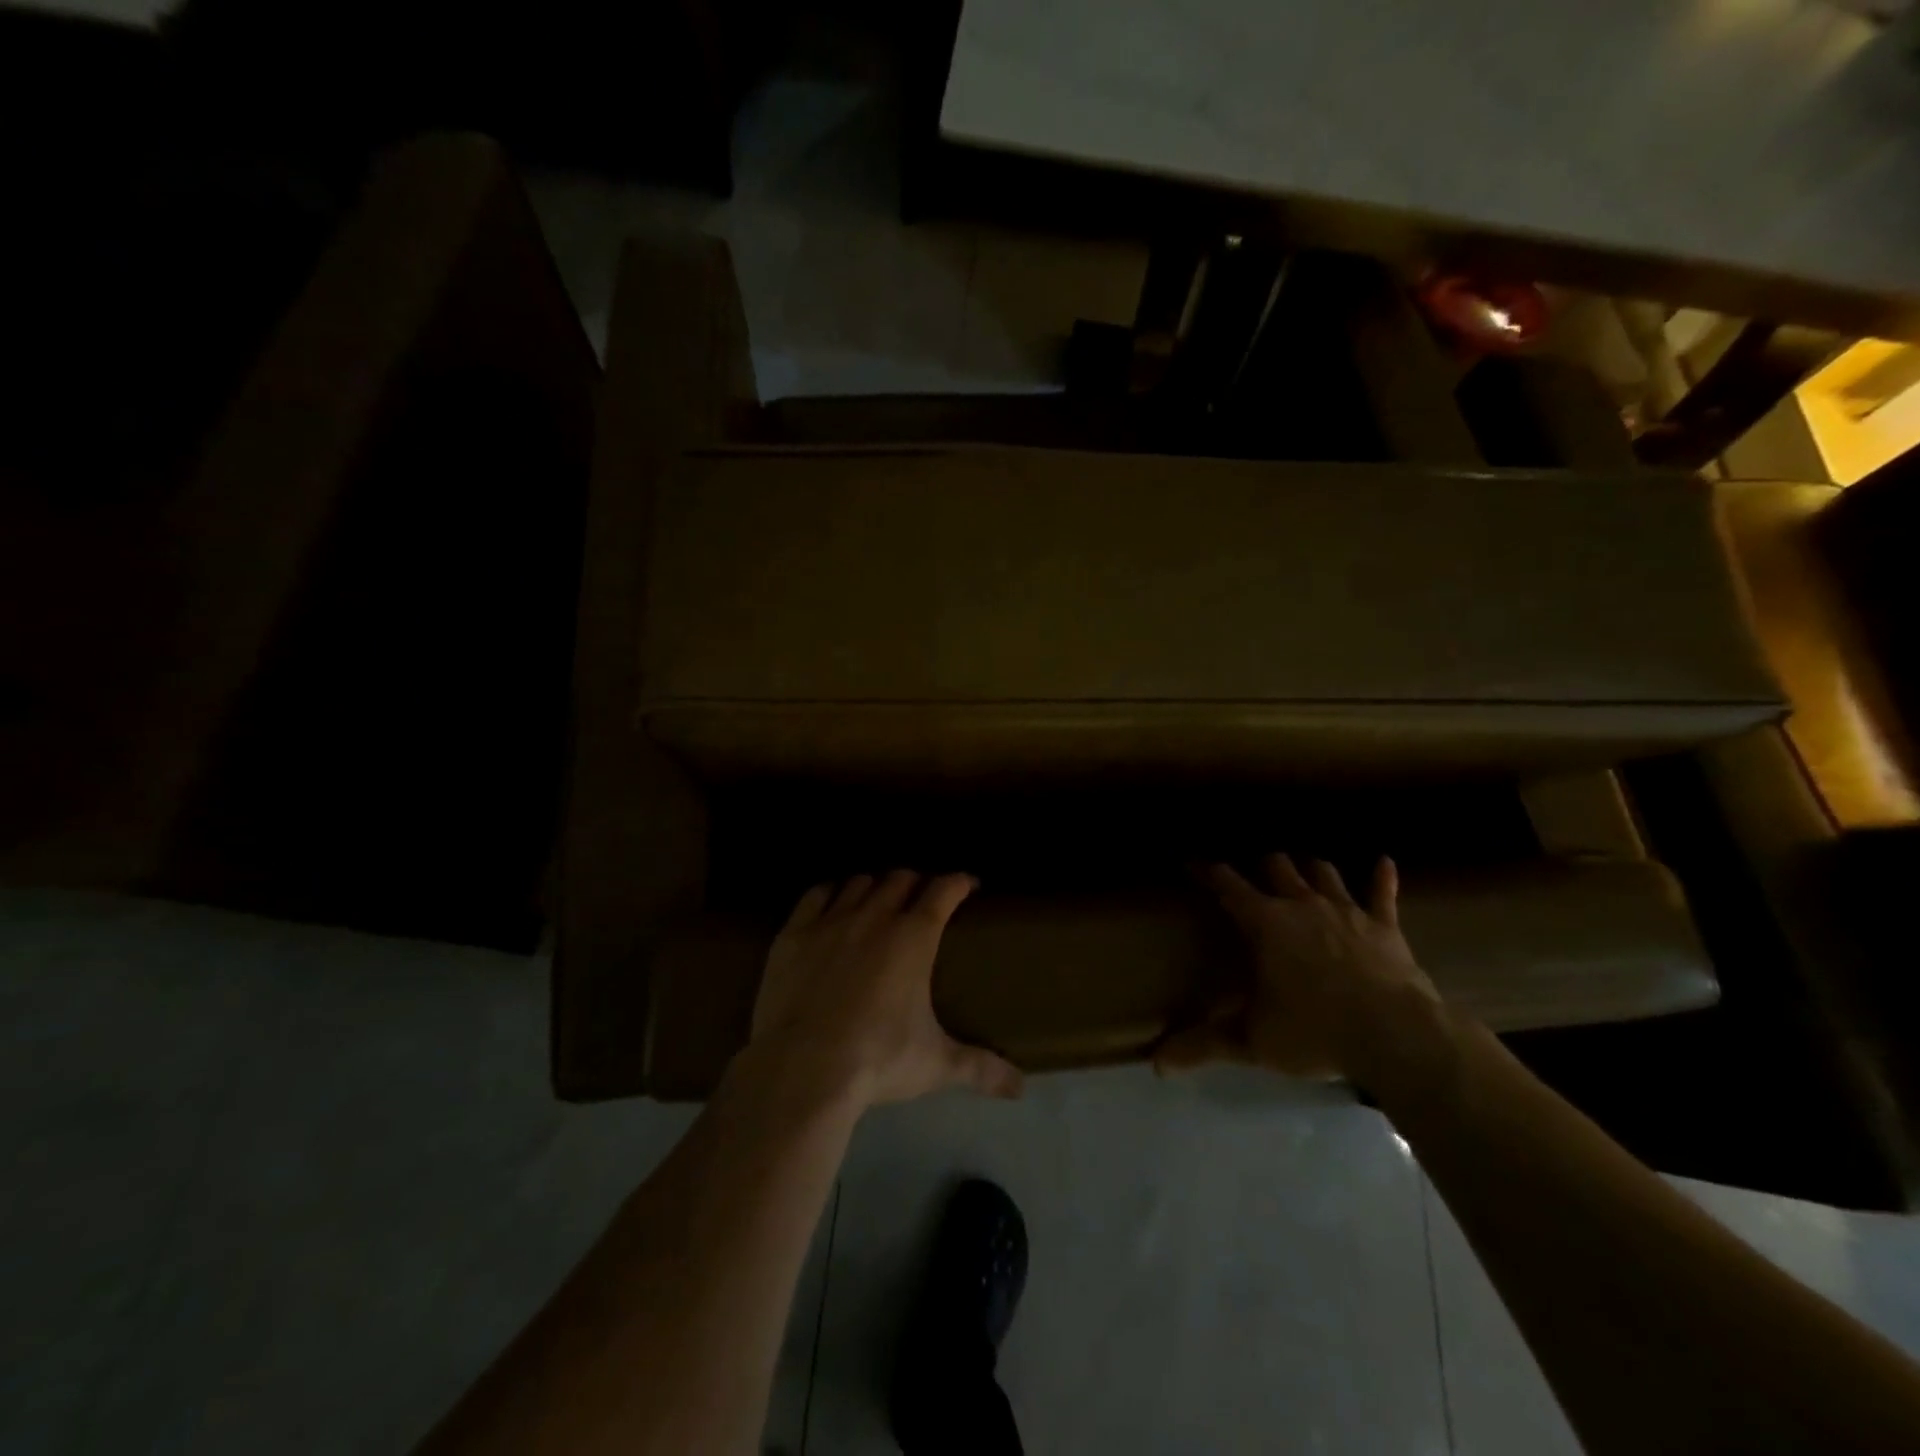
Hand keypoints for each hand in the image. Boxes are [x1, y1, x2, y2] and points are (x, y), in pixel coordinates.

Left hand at [750, 871, 1024, 1109]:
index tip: (967, 885)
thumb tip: (1021, 1088)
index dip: (958, 882)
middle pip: (901, 879)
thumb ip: (980, 1069)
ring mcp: (831, 921)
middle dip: (916, 883)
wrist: (804, 1070)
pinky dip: (830, 893)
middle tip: (921, 899)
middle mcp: (875, 916)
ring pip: (859, 883)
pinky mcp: (794, 933)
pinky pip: (816, 895)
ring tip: (878, 901)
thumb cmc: (878, 1060)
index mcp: (914, 937)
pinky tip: (832, 904)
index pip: (943, 890)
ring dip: (874, 886)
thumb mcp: (936, 1065)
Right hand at [1155, 855, 1438, 1080]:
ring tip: (1302, 869)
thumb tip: (1156, 1062)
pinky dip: (1382, 876)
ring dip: (1310, 868)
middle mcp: (1303, 904)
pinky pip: (1382, 892)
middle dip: (1263, 865)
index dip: (1209, 871)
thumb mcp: (1252, 1041)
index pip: (1229, 886)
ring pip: (1323, 872)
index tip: (1193, 861)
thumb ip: (1203, 1045)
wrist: (1396, 1037)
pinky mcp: (1385, 926)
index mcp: (1266, 923)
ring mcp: (1347, 911)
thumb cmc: (1315, 1032)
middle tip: (1255, 873)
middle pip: (1277, 866)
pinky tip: (1383, 861)